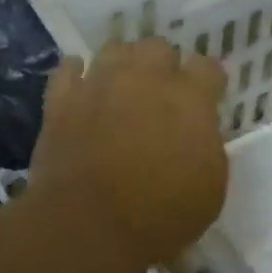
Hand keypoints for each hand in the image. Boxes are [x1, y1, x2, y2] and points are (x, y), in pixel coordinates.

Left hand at [27, 39, 228, 272]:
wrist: (87, 224)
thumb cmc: (159, 215)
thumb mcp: (210, 190)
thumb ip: (207, 146)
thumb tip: (197, 131)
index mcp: (189, 98)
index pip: (208, 67)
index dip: (208, 82)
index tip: (206, 98)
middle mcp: (144, 78)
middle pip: (158, 47)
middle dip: (164, 65)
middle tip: (161, 94)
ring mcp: (98, 83)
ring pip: (114, 49)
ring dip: (123, 63)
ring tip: (122, 86)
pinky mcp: (61, 99)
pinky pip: (68, 69)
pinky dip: (76, 74)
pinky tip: (81, 85)